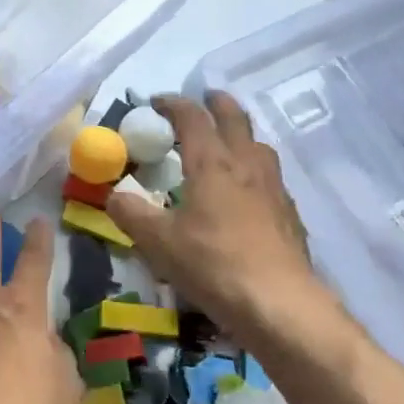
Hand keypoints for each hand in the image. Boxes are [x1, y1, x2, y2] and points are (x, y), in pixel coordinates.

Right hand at [106, 92, 332, 344]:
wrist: (279, 303)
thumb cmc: (212, 264)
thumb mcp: (158, 242)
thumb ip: (131, 214)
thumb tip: (113, 195)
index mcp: (211, 163)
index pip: (192, 118)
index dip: (173, 104)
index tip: (156, 102)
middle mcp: (246, 165)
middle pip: (235, 119)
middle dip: (217, 104)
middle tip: (203, 100)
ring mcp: (274, 188)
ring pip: (259, 145)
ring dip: (241, 135)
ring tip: (228, 143)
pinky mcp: (289, 214)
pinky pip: (271, 178)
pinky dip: (255, 170)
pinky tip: (248, 193)